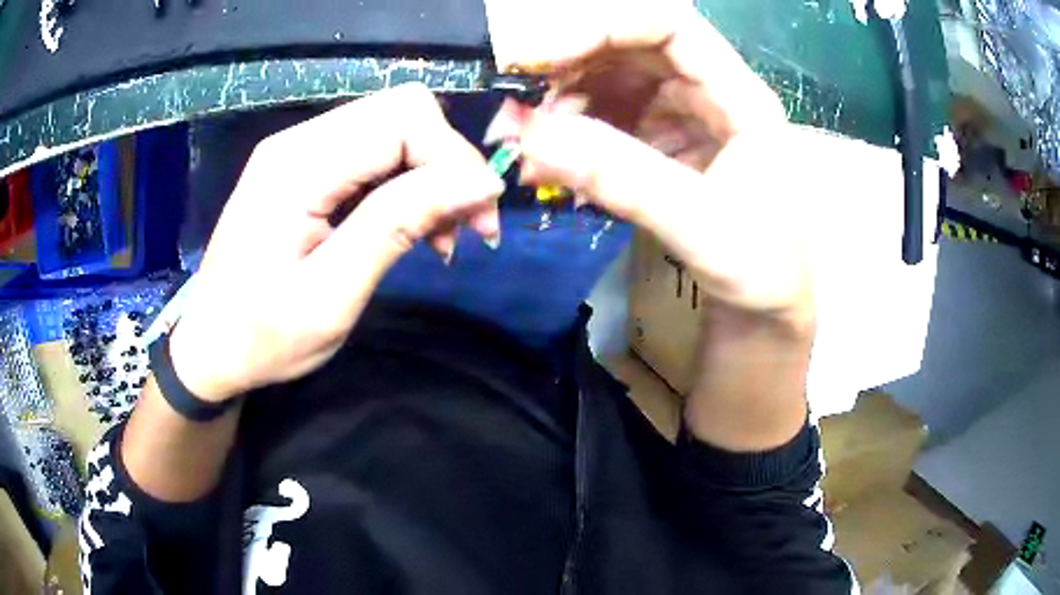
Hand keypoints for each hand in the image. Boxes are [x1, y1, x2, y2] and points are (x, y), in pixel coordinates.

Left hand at [170, 84, 503, 401]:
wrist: (210, 348)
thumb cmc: (262, 337)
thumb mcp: (330, 296)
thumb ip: (396, 227)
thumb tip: (477, 183)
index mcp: (297, 167)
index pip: (403, 120)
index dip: (453, 158)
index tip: (480, 217)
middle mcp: (299, 142)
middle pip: (403, 112)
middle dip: (449, 162)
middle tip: (469, 224)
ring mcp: (300, 151)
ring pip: (394, 128)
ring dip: (432, 173)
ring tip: (445, 234)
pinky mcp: (304, 168)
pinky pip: (374, 152)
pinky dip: (407, 182)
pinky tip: (414, 225)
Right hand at [494, 0, 811, 328]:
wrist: (767, 310)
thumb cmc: (761, 268)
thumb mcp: (700, 227)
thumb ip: (624, 179)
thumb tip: (532, 136)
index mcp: (739, 96)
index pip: (669, 26)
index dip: (601, 27)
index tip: (535, 58)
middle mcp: (709, 92)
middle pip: (631, 49)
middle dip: (568, 69)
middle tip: (515, 107)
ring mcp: (683, 115)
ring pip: (613, 82)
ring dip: (562, 104)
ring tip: (527, 144)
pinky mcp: (662, 142)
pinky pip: (609, 119)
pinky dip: (572, 134)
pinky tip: (550, 163)